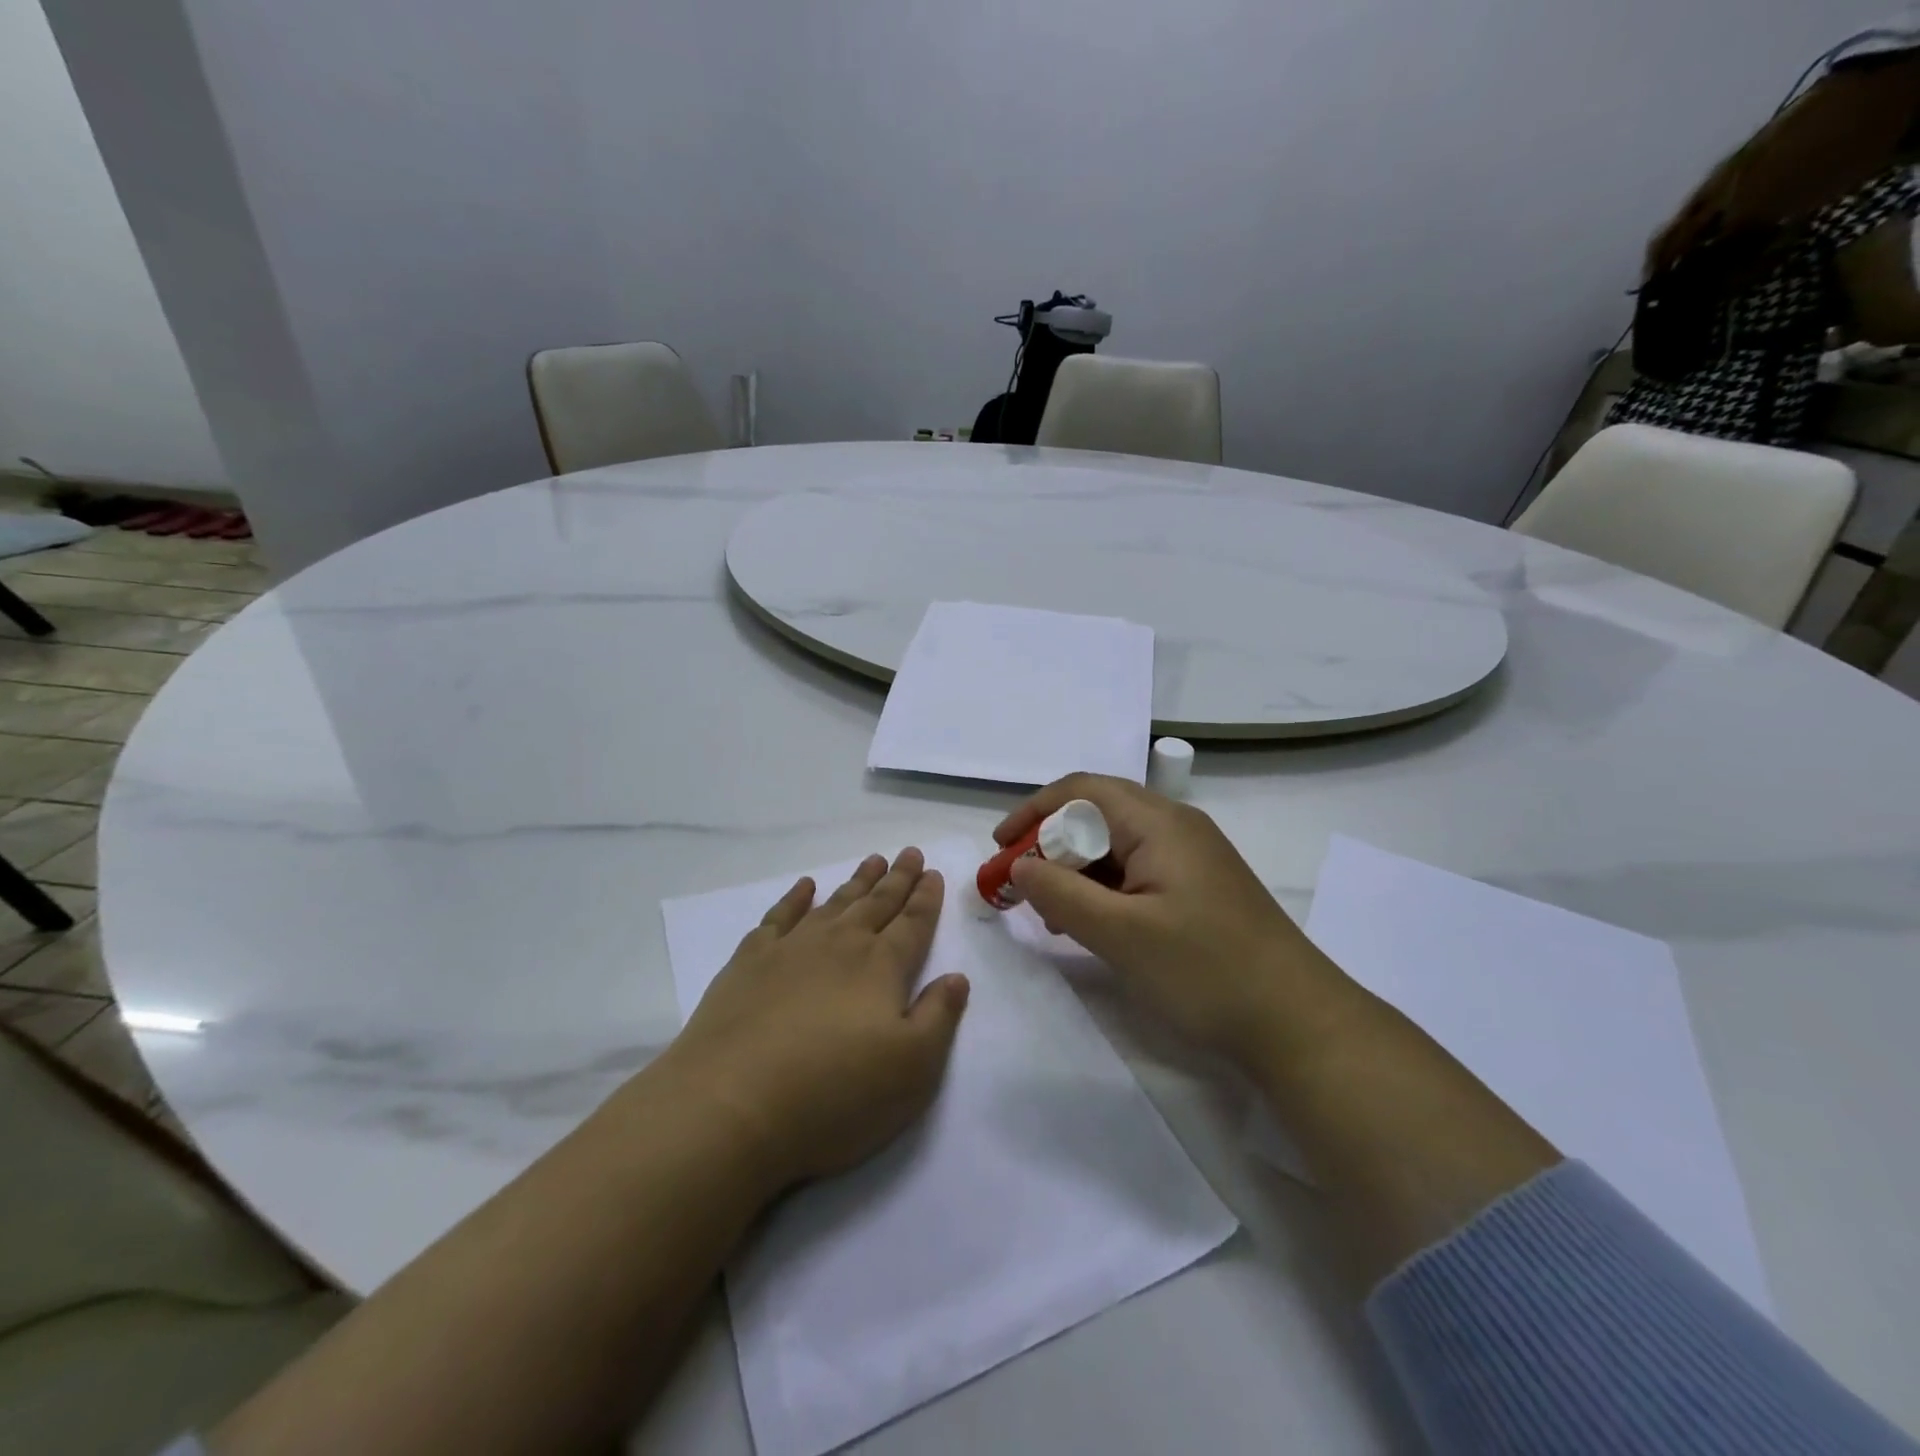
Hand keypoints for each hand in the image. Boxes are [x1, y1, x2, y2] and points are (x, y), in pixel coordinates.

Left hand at [667, 848, 969, 1192]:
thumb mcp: (912, 1069)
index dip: (926, 898)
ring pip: (834, 903)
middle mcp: (840, 945)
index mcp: (882, 966)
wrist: (731, 1105)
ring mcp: (792, 948)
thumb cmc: (834, 1094)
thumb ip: (939, 1017)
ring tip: (872, 861)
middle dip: (897, 878)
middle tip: (909, 852)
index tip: (932, 871)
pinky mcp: (750, 962)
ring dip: (857, 882)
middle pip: (877, 903)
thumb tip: (956, 976)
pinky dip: (795, 898)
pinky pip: (779, 916)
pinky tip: (805, 886)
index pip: (913, 922)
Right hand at [995, 775, 1359, 1075]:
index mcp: (1159, 823)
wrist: (1298, 1023)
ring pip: (1115, 846)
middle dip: (1051, 844)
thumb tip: (1019, 865)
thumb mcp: (1121, 934)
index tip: (1000, 849)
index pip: (1082, 790)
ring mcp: (1191, 859)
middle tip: (1021, 886)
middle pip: (1097, 814)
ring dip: (1075, 870)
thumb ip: (1061, 893)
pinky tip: (1090, 925)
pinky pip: (1136, 873)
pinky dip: (1103, 890)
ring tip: (1049, 913)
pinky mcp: (1197, 889)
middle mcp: (1176, 827)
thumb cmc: (1206, 970)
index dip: (1033, 812)